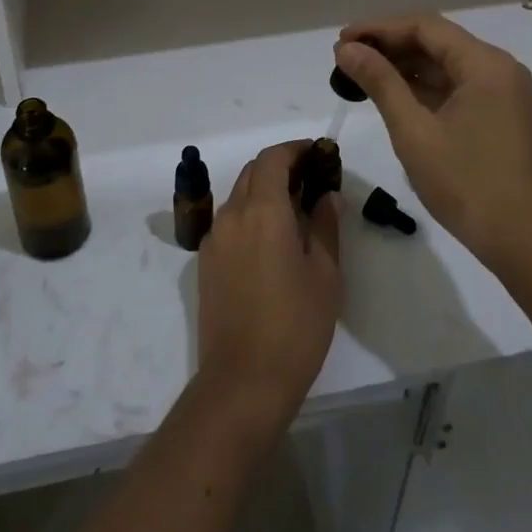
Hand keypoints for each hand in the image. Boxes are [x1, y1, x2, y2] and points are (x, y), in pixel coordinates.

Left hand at [196, 142, 340, 434]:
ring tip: (296, 209)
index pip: (273, 158)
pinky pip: (229, 221)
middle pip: (253, 172)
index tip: (318, 154)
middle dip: (281, 167)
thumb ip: (325, 226)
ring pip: (239, 195)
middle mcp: (232, 214)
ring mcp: (214, 238)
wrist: (242, 382)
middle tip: (312, 180)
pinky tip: (272, 239)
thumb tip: (326, 196)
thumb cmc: (295, 326)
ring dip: (264, 190)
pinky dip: (251, 214)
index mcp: (262, 210)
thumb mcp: (325, 275)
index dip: (295, 149)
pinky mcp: (205, 261)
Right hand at [334, 16, 531, 272]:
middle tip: (345, 59)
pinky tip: (391, 95)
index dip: (379, 29)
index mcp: (485, 65)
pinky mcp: (498, 114)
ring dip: (403, 66)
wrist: (523, 242)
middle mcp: (498, 69)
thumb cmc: (467, 184)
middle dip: (389, 46)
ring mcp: (501, 93)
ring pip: (444, 64)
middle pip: (436, 41)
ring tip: (360, 75)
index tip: (342, 41)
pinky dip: (422, 87)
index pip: (425, 27)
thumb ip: (380, 82)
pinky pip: (454, 86)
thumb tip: (347, 49)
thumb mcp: (414, 131)